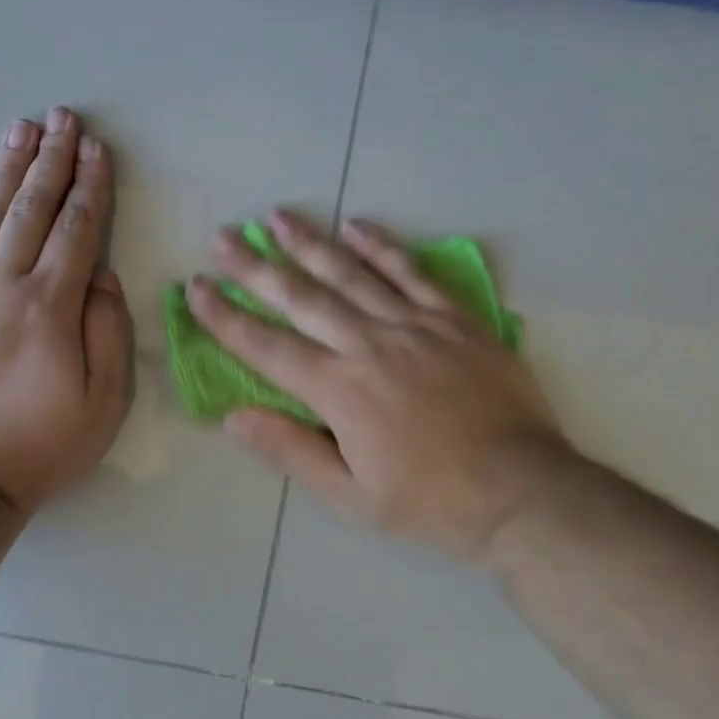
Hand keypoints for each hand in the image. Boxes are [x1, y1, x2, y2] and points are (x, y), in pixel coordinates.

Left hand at [0, 108, 132, 513]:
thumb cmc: (38, 445)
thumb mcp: (103, 402)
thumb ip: (107, 331)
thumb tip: (100, 275)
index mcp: (49, 307)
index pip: (77, 231)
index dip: (90, 186)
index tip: (98, 149)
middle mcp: (0, 286)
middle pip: (31, 209)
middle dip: (51, 160)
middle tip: (63, 118)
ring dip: (7, 169)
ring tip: (21, 129)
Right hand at [185, 211, 570, 561]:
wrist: (521, 491)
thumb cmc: (431, 501)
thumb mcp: (351, 495)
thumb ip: (291, 450)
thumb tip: (234, 417)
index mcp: (339, 391)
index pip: (267, 346)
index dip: (226, 317)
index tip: (196, 288)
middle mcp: (370, 345)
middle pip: (301, 297)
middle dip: (255, 267)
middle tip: (224, 236)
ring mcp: (415, 325)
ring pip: (351, 273)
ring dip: (310, 243)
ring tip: (277, 217)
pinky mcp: (454, 319)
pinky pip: (412, 273)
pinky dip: (382, 246)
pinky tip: (357, 224)